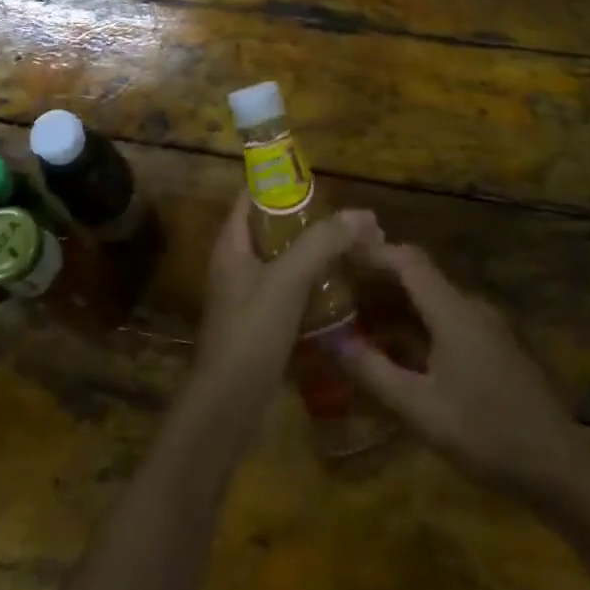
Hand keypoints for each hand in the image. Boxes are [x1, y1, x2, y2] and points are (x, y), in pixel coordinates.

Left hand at [188, 194, 380, 430]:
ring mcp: (246, 295)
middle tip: (347, 220)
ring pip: (282, 260)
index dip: (282, 183)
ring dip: (313, 253)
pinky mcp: (259, 323)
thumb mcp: (287, 280)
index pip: (252, 196)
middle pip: (271, 227)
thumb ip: (322, 243)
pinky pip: (287, 290)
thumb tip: (362, 215)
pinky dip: (311, 283)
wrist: (227, 406)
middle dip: (308, 220)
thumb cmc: (251, 332)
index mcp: (231, 243)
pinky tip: (340, 289)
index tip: (321, 182)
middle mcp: (235, 263)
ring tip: (351, 249)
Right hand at [336, 242, 581, 500]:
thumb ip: (374, 373)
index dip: (372, 252)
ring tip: (357, 320)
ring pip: (431, 300)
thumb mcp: (422, 410)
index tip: (338, 257)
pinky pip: (446, 320)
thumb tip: (332, 342)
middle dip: (377, 279)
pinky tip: (397, 352)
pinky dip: (415, 325)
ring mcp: (485, 327)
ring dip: (395, 305)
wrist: (561, 470)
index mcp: (452, 310)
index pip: (407, 259)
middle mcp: (469, 307)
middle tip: (338, 291)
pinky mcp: (492, 348)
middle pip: (418, 276)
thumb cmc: (488, 435)